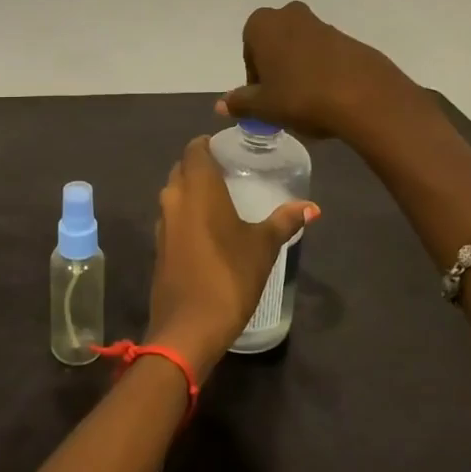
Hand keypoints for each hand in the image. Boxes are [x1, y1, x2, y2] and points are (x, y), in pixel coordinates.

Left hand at [145, 136, 318, 378]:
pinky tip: (209, 229)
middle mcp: (174, 197)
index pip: (195, 149)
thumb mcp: (263, 246)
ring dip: (192, 191)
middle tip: (230, 173)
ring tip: (223, 199)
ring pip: (175, 193)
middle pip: (182, 168)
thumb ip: (285, 221)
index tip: (229, 149)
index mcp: (197, 187)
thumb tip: (311, 206)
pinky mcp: (159, 247)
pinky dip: (187, 214)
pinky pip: (172, 217)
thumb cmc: (229, 276)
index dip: (209, 144)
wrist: (188, 327)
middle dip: (201, 166)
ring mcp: (162, 223)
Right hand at [218, 1, 427, 144]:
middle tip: (282, 99)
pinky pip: (326, 56)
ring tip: (308, 102)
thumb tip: (221, 104)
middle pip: (275, 44)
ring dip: (299, 70)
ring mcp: (323, 25)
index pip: (249, 49)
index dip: (254, 76)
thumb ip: (240, 103)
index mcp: (263, 24)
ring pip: (301, 48)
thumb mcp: (263, 106)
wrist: (364, 96)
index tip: (263, 98)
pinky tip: (329, 98)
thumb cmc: (300, 96)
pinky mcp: (349, 39)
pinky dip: (323, 73)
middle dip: (276, 68)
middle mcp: (291, 15)